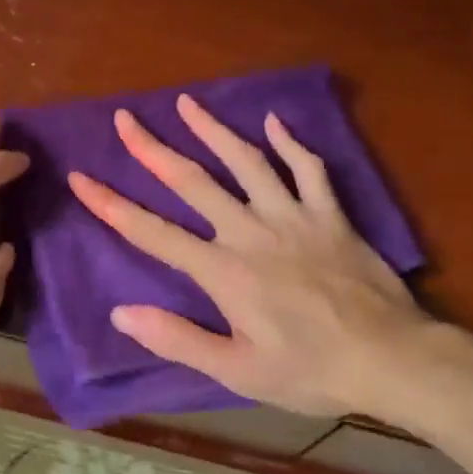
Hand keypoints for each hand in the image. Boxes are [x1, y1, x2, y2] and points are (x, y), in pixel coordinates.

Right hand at [67, 94, 434, 417]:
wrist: (390, 358)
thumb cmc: (310, 370)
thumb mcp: (238, 371)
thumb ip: (179, 339)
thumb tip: (122, 312)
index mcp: (223, 271)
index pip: (154, 233)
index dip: (112, 205)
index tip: (82, 178)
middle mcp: (251, 231)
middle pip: (193, 182)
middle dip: (153, 149)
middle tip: (126, 118)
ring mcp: (294, 217)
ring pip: (247, 162)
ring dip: (214, 129)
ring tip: (187, 102)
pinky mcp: (330, 215)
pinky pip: (309, 169)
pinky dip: (290, 143)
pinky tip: (274, 121)